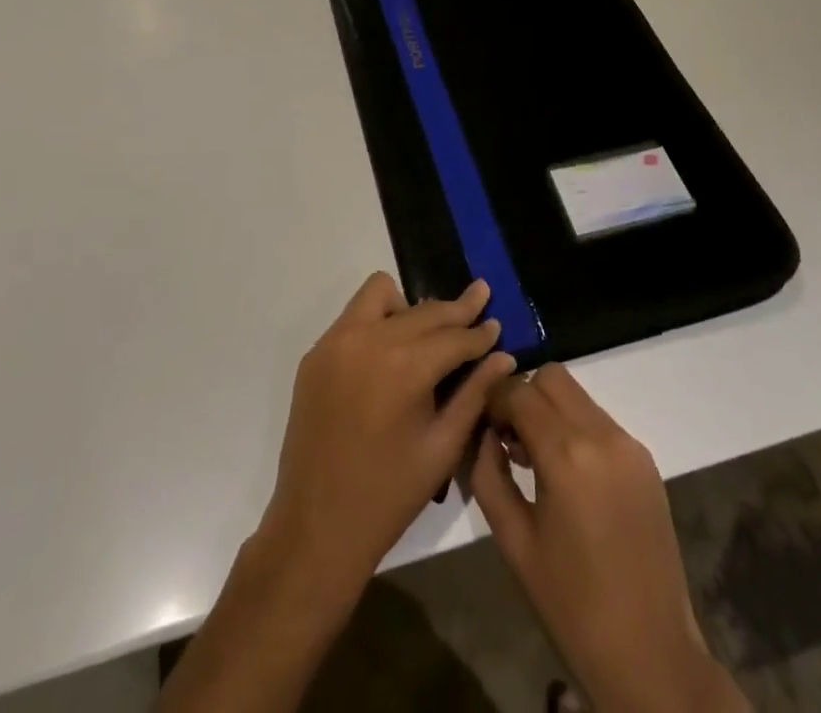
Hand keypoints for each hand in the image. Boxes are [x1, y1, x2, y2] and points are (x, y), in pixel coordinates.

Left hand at [256, 272, 514, 606]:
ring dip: (410, 307)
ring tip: (427, 335)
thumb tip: (504, 356)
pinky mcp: (316, 353)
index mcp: (405, 366)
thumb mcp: (443, 447)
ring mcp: (336, 342)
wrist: (316, 526)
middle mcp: (368, 339)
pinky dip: (378, 322)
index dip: (479, 331)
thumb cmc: (389, 494)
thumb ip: (475, 394)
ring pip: (381, 294)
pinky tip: (391, 354)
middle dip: (454, 311)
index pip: (453, 335)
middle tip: (478, 302)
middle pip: (423, 310)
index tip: (496, 322)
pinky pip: (354, 317)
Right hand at [470, 365, 748, 712]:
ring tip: (536, 460)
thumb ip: (489, 474)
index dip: (494, 400)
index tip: (483, 425)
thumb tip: (485, 433)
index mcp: (567, 455)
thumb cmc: (571, 605)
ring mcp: (630, 445)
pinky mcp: (646, 460)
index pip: (519, 391)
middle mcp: (602, 435)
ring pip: (578, 396)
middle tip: (510, 438)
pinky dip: (576, 429)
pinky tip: (569, 476)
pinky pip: (600, 421)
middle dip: (524, 396)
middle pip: (552, 377)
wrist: (651, 655)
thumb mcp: (512, 541)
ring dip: (551, 411)